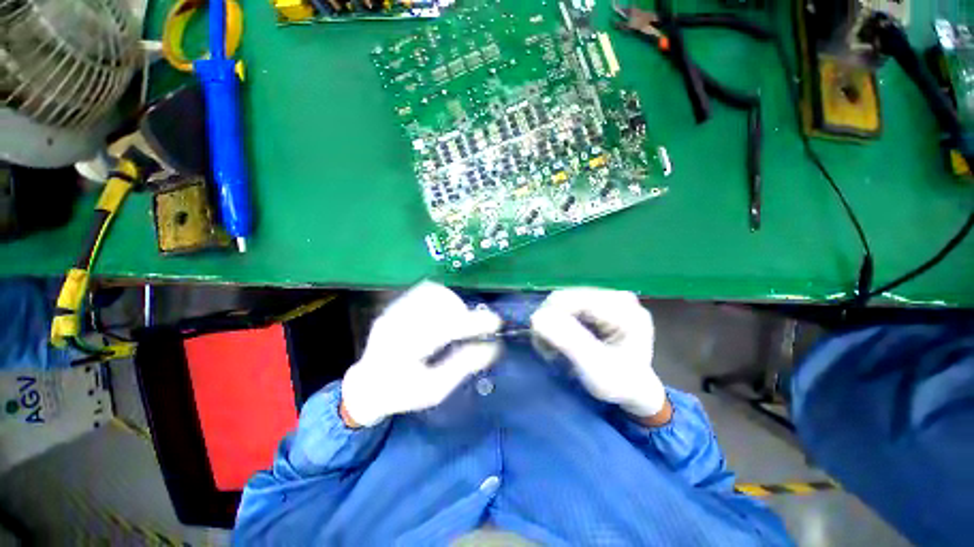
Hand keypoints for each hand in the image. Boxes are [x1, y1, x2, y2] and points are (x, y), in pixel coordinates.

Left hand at [340, 282, 501, 427]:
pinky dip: (442, 297)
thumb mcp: (436, 389)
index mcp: (406, 351)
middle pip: (440, 304)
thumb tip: (492, 347)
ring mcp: (393, 312)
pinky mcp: (394, 306)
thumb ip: (463, 366)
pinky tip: (446, 311)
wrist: (368, 386)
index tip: (496, 323)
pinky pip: (424, 291)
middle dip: (464, 313)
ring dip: (454, 303)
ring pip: (433, 292)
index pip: (447, 328)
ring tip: (459, 320)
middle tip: (473, 328)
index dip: (475, 322)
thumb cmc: (403, 393)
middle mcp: (397, 325)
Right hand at [531, 288, 669, 422]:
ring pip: (560, 302)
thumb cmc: (621, 384)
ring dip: (550, 325)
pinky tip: (558, 340)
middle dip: (549, 323)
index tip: (542, 345)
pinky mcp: (595, 303)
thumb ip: (569, 341)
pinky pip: (564, 307)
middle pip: (564, 298)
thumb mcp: (596, 369)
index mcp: (623, 308)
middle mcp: (614, 296)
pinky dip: (555, 324)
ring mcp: (605, 298)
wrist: (635, 390)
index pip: (572, 300)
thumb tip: (536, 317)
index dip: (549, 317)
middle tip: (546, 351)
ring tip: (552, 349)